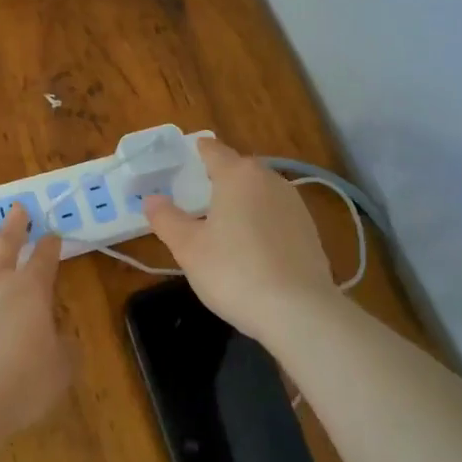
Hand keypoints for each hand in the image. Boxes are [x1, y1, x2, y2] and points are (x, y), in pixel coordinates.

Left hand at [0, 204, 73, 438]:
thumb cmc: (18, 385)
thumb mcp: (59, 371)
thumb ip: (64, 349)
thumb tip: (63, 338)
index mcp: (31, 289)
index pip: (45, 258)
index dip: (51, 245)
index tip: (53, 234)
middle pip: (7, 243)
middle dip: (16, 224)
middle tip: (18, 207)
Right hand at [144, 138, 339, 343]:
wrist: (299, 311)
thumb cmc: (234, 272)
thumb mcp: (188, 248)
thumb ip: (167, 219)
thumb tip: (151, 198)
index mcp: (237, 175)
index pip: (213, 150)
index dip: (198, 151)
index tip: (185, 156)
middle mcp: (269, 179)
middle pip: (239, 169)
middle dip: (219, 176)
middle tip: (198, 194)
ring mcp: (295, 204)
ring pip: (260, 191)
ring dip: (242, 199)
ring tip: (224, 221)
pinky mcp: (310, 229)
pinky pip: (276, 214)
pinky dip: (262, 221)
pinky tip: (252, 246)